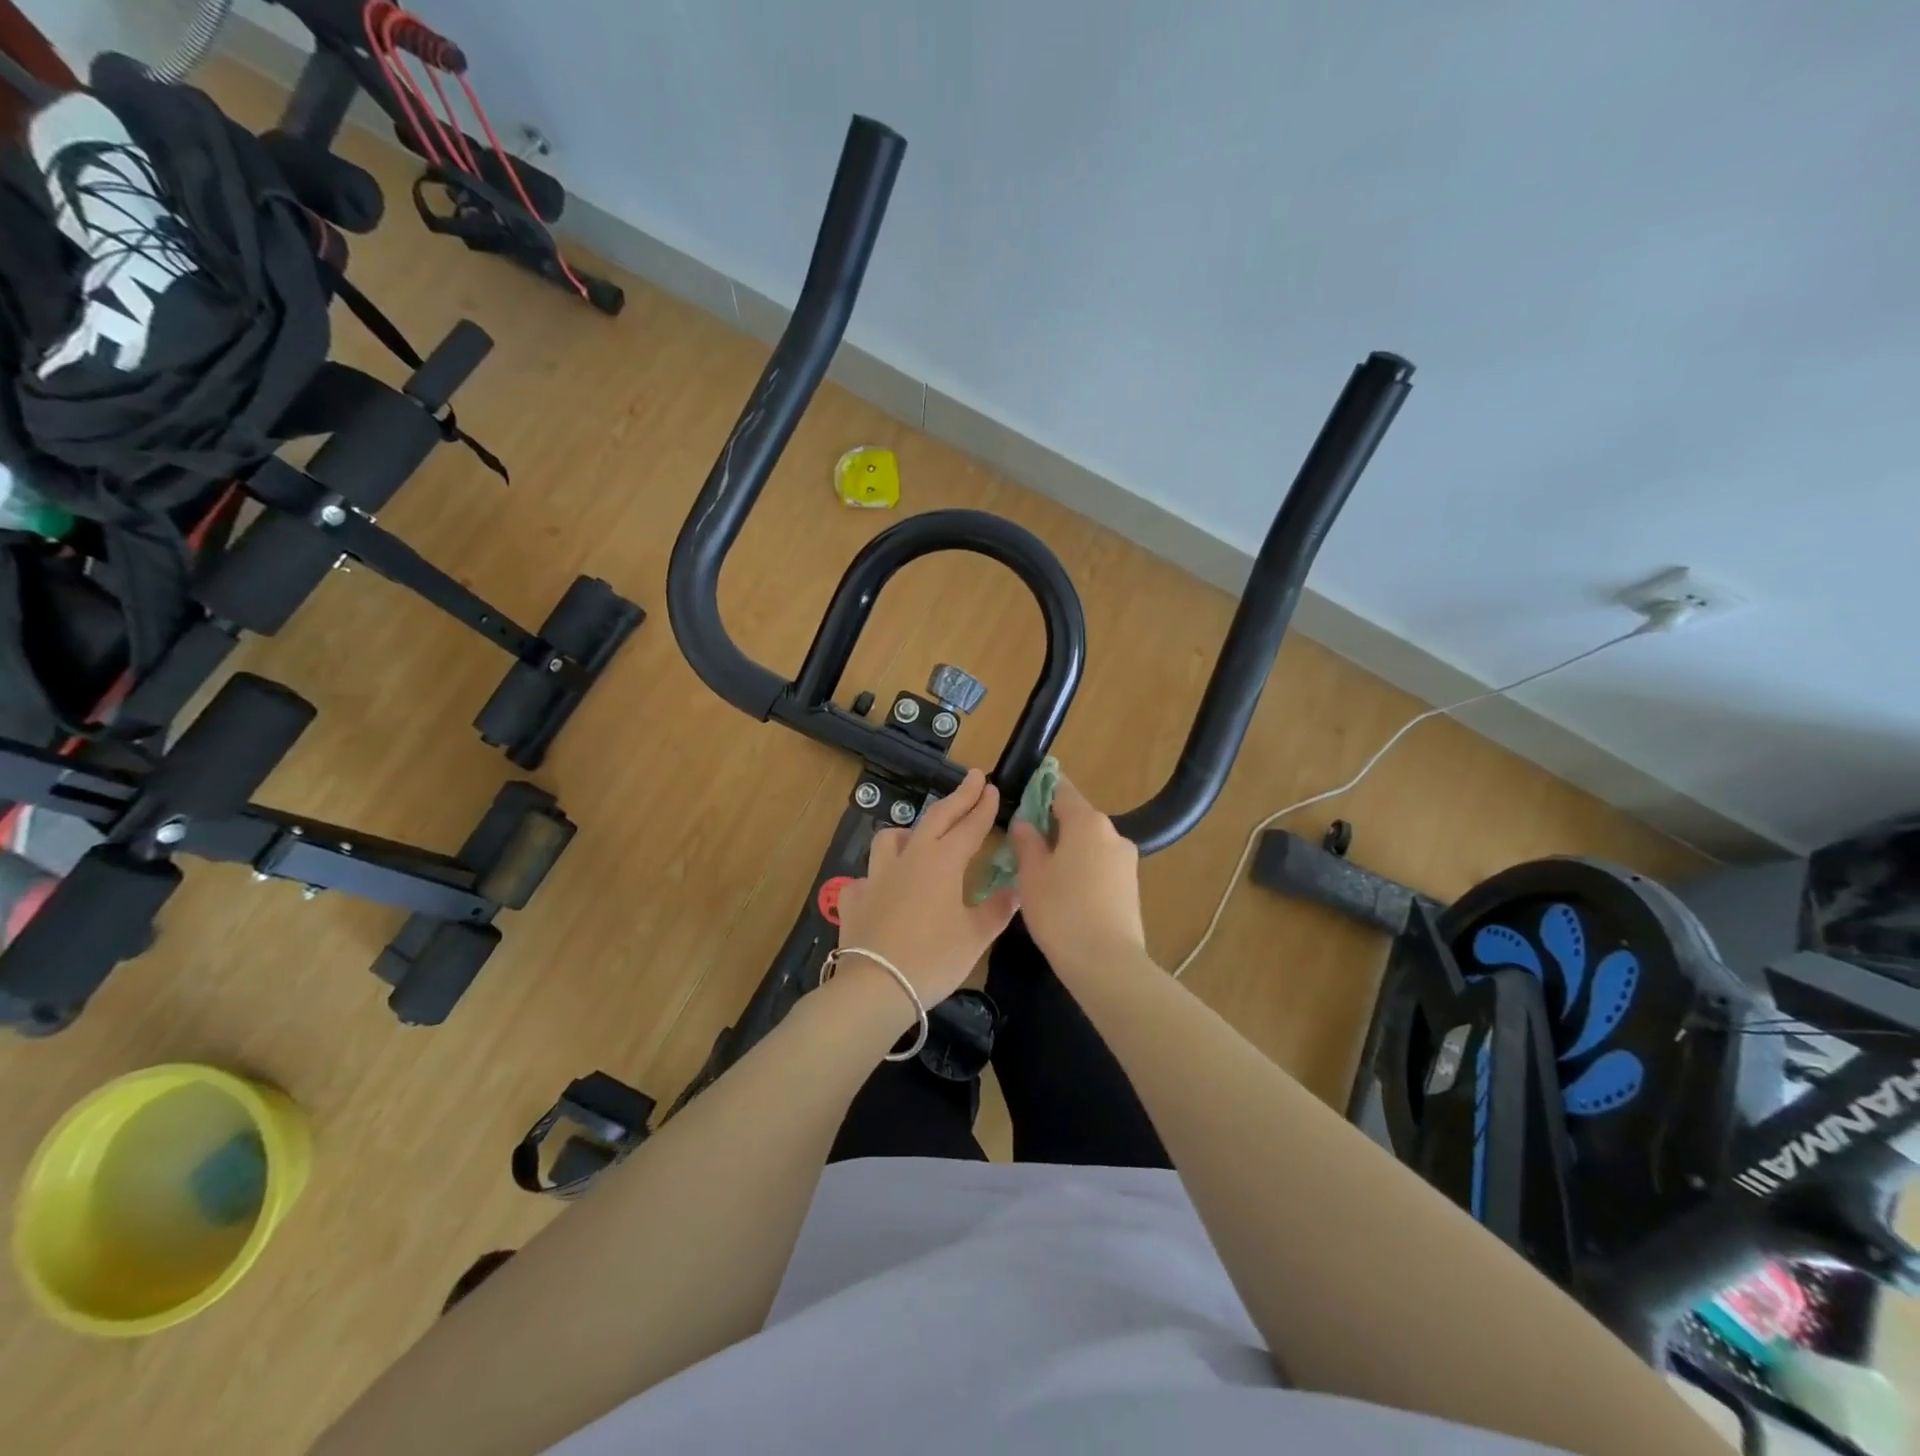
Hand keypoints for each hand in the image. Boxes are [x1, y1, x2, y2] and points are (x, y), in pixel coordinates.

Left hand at [833, 769, 1019, 1013]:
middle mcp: (909, 858)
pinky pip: (867, 877)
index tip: (993, 787)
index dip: (983, 807)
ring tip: (920, 836)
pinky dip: (878, 877)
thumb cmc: (933, 959)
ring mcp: (876, 875)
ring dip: (910, 830)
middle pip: (936, 818)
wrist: (875, 986)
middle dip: (958, 797)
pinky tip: (884, 890)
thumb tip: (1016, 891)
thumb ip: (996, 910)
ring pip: (892, 838)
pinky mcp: (854, 897)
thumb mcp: (974, 937)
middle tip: (973, 779)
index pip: (969, 826)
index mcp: (943, 862)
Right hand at [1007, 776, 1144, 971]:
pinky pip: (1101, 866)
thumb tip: (1024, 823)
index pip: (1062, 789)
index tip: (1022, 798)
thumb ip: (1026, 842)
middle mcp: (1112, 833)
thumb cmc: (1061, 910)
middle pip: (1077, 818)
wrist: (1107, 963)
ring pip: (1090, 844)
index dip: (1040, 790)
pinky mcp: (1131, 887)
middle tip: (1024, 844)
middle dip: (1052, 825)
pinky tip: (1065, 894)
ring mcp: (1126, 861)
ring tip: (1042, 874)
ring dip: (1068, 850)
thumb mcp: (1031, 874)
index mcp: (1087, 822)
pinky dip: (1083, 870)